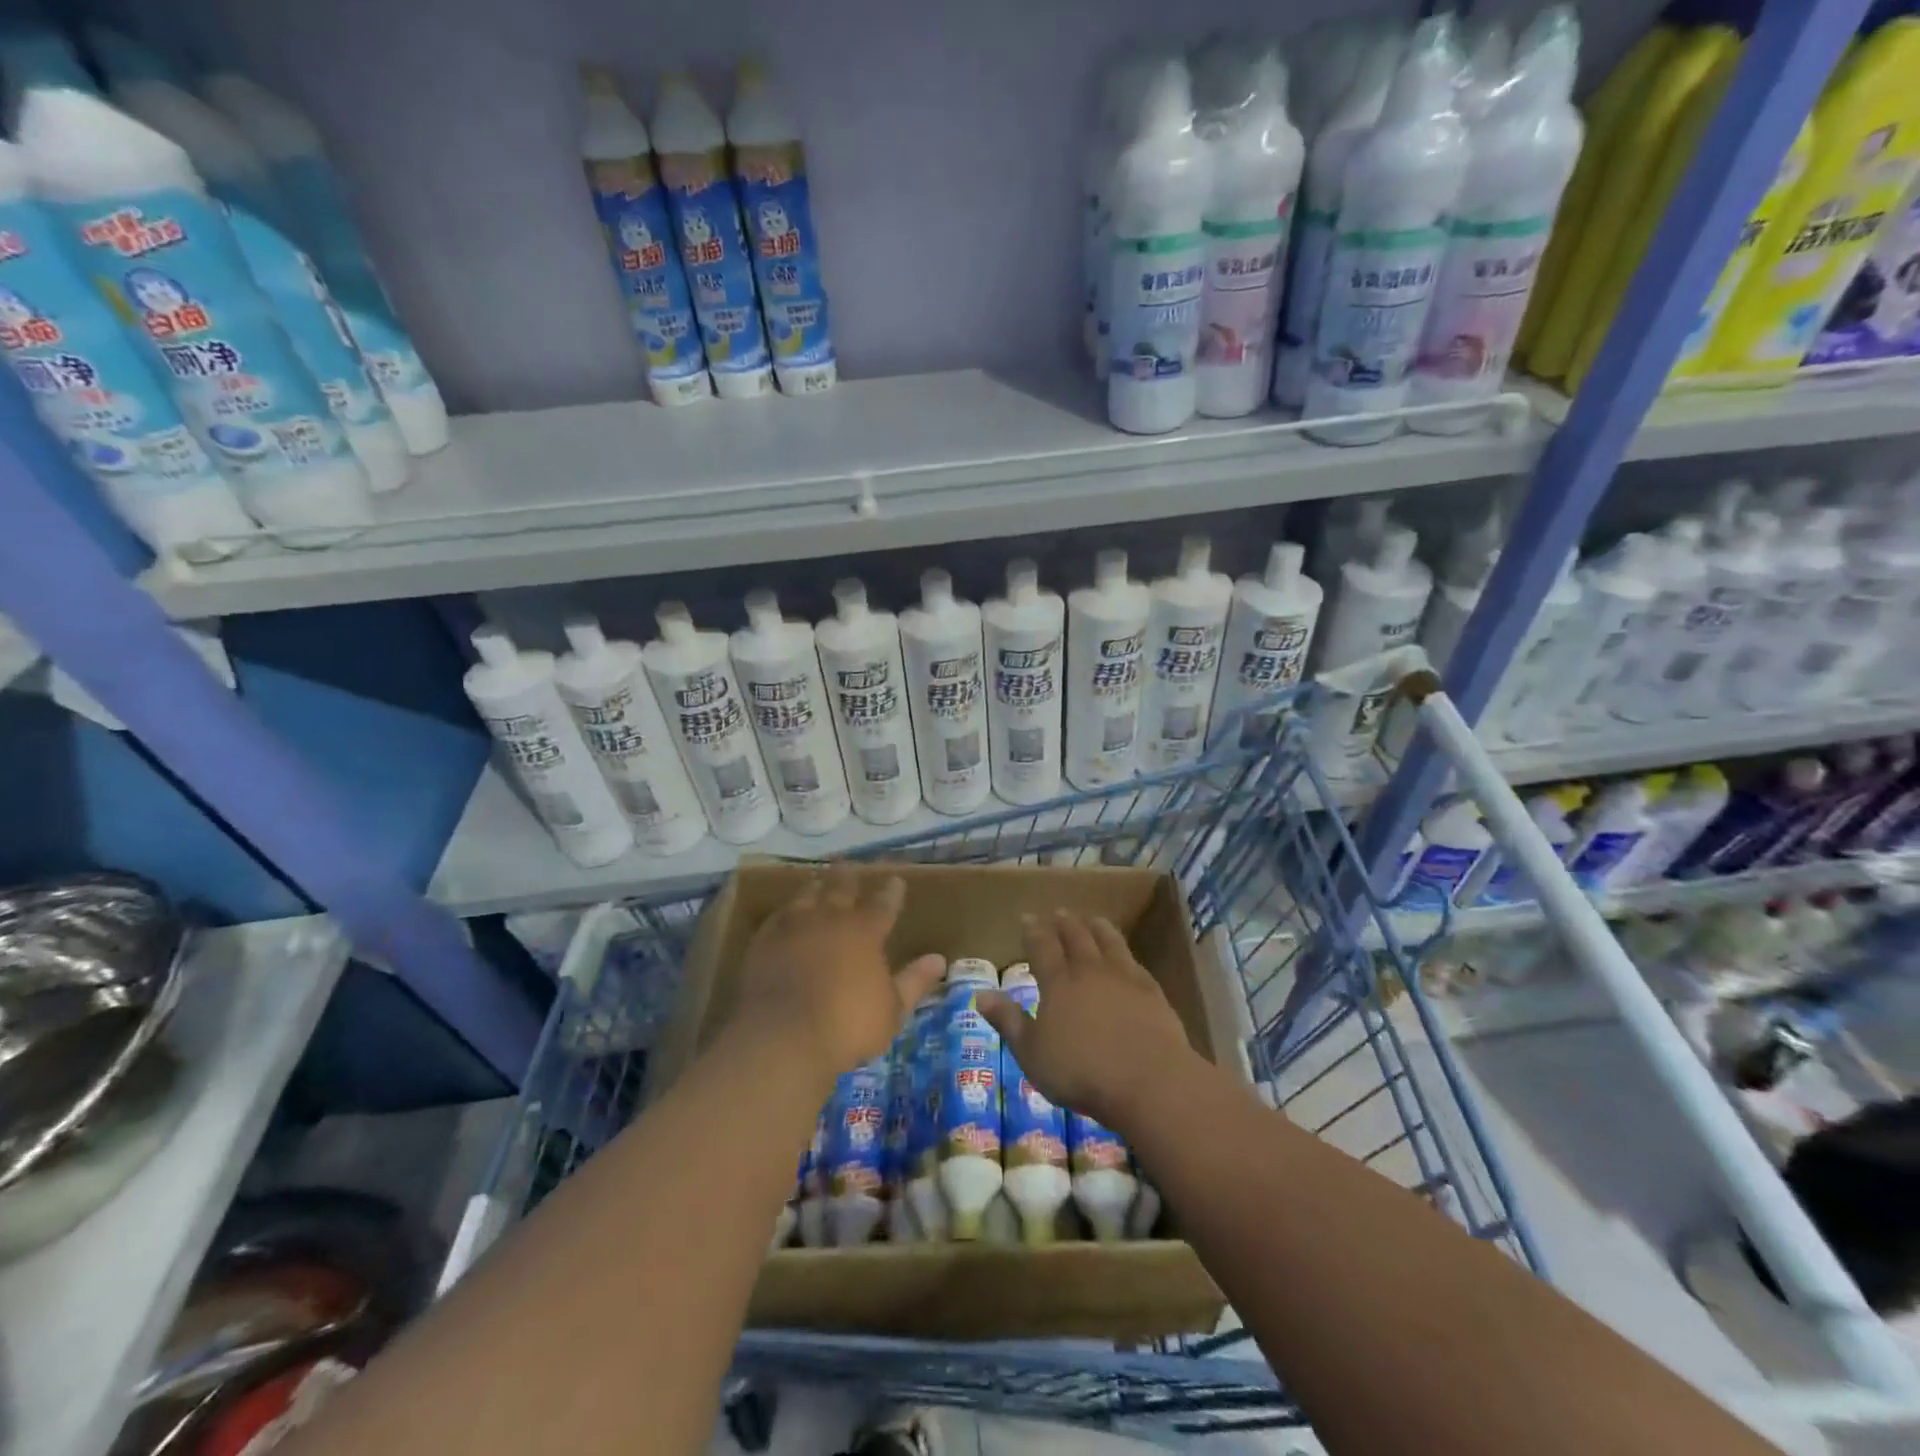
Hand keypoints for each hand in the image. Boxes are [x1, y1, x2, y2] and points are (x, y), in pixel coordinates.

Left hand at [729, 863, 945, 1085]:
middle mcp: (831, 918)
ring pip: (807, 894)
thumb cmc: (847, 1025)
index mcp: (865, 931)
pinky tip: (786, 914)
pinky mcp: (765, 940)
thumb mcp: (892, 1009)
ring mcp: (794, 926)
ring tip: (818, 880)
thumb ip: (914, 981)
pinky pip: (778, 916)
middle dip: (848, 875)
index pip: (883, 903)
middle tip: (849, 864)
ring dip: (816, 886)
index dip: (891, 891)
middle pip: (841, 886)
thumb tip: (939, 959)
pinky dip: (786, 912)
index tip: (896, 880)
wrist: (783, 1037)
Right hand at [977, 909, 1201, 1131]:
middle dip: (1065, 924)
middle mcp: (1090, 971)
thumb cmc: (1081, 1071)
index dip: (1034, 931)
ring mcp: (1124, 978)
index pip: (1042, 947)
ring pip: (1109, 942)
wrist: (1149, 1080)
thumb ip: (1008, 1021)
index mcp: (1058, 983)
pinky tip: (1126, 956)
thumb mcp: (1032, 1053)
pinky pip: (1135, 962)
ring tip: (1093, 919)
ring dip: (1098, 928)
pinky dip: (1125, 952)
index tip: (1028, 918)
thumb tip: (980, 994)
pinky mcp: (1152, 992)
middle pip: (1077, 938)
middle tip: (1060, 913)